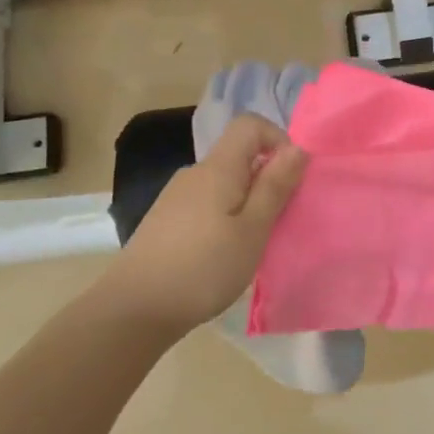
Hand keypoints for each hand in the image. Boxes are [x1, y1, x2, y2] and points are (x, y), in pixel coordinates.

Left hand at [92, 114, 307, 337]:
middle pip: (239, 156)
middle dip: (267, 179)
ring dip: (248, 202)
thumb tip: (298, 148)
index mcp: (218, 168)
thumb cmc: (204, 268)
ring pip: (225, 183)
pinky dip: (227, 217)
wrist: (135, 309)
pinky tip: (224, 253)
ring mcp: (177, 197)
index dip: (278, 140)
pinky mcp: (167, 220)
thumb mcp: (253, 230)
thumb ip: (275, 187)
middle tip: (279, 221)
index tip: (291, 179)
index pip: (250, 125)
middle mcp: (195, 173)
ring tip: (254, 243)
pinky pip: (209, 204)